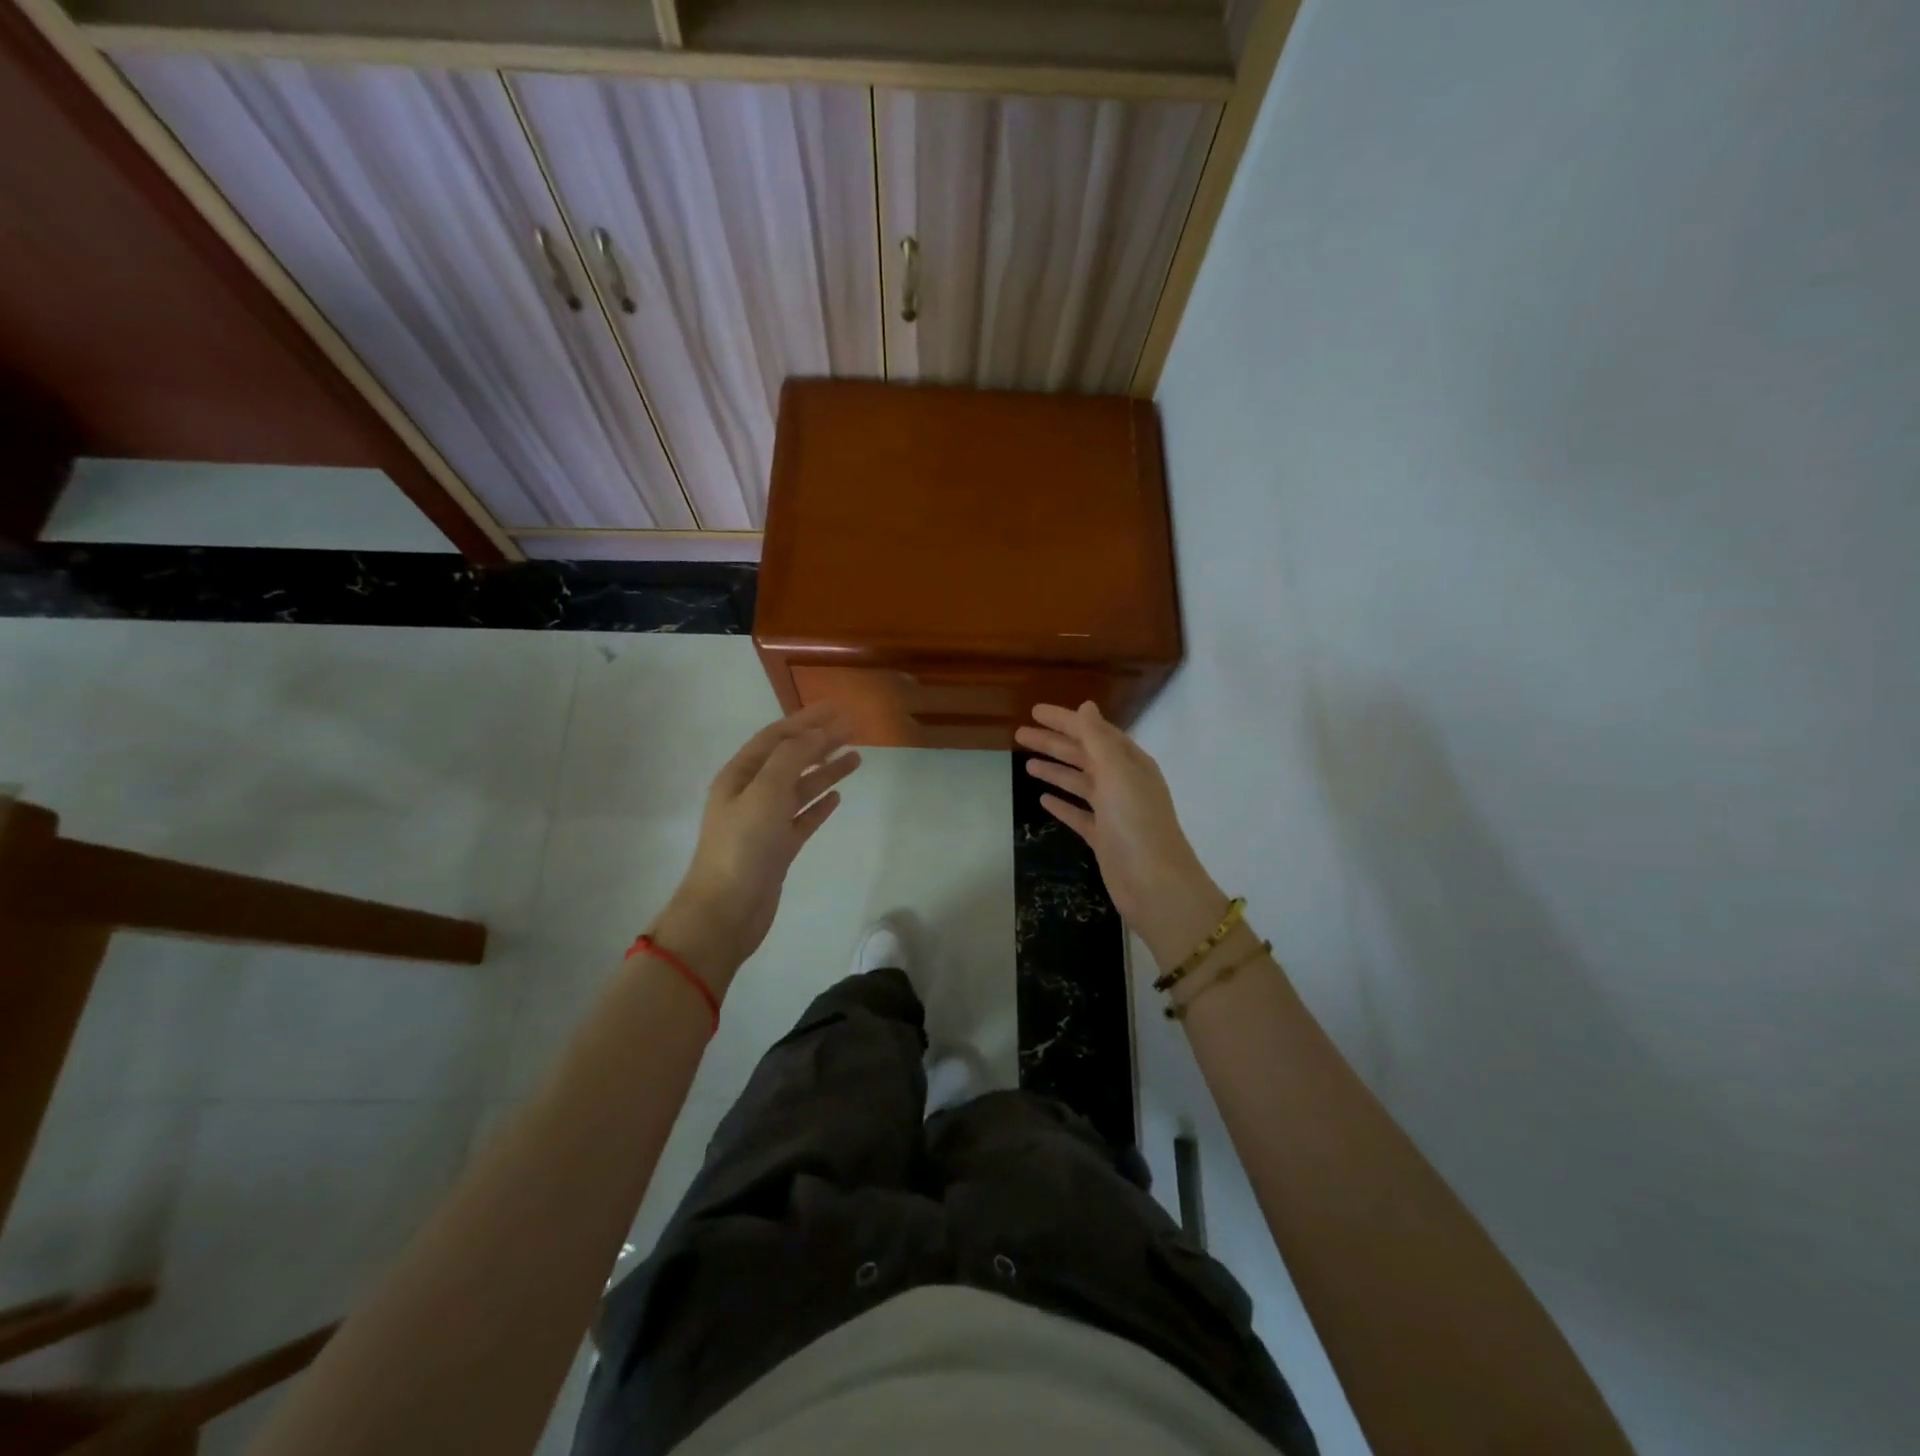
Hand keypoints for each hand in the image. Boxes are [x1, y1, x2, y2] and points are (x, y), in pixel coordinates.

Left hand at [649, 703, 859, 992]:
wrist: (726, 911)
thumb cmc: (742, 846)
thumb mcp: (765, 792)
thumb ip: (791, 758)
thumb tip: (816, 734)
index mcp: (740, 775)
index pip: (776, 736)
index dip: (807, 720)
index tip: (838, 708)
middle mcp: (751, 793)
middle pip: (790, 759)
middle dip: (820, 742)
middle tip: (854, 729)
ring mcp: (764, 822)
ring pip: (800, 787)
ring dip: (825, 771)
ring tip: (856, 758)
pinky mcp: (778, 848)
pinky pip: (802, 818)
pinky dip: (819, 805)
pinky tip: (837, 797)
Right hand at [1015, 702, 1230, 970]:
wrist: (1154, 883)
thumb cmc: (1135, 821)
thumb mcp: (1117, 771)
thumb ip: (1098, 738)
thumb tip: (1086, 706)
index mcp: (1129, 762)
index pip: (1093, 731)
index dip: (1064, 720)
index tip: (1034, 711)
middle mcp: (1122, 782)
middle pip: (1083, 755)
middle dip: (1053, 743)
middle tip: (1020, 734)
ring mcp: (1112, 811)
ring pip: (1079, 783)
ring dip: (1055, 770)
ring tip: (1026, 764)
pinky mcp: (1103, 837)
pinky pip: (1079, 814)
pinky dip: (1062, 804)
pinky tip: (1043, 800)